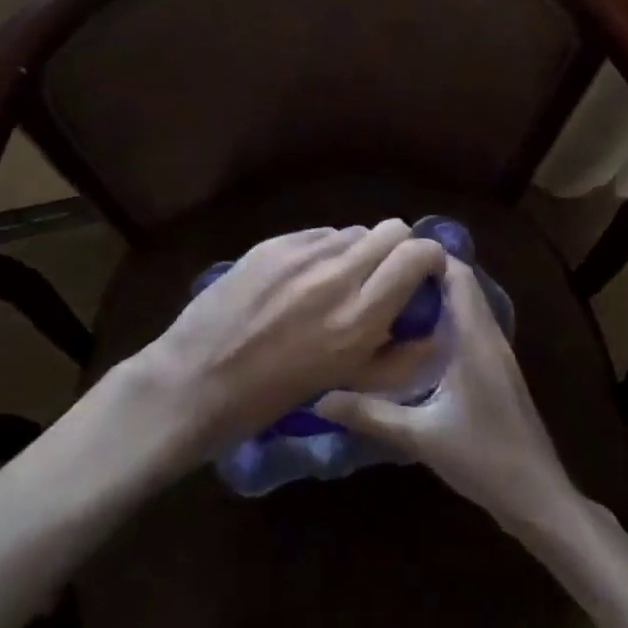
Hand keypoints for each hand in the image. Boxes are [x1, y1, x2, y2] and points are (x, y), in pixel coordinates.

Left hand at [140, 221, 445, 453]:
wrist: (195, 380)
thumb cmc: (272, 398)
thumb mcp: (346, 385)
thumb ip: (398, 357)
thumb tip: (432, 329)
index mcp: (360, 318)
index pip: (417, 254)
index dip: (429, 259)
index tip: (423, 275)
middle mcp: (336, 275)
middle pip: (391, 229)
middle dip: (398, 248)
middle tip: (384, 276)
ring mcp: (301, 253)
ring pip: (353, 231)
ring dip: (358, 252)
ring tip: (338, 282)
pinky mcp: (273, 243)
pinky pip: (318, 235)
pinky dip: (324, 251)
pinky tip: (303, 279)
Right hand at [315, 259, 577, 539]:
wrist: (538, 498)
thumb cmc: (483, 458)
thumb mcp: (420, 436)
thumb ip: (369, 414)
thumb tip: (319, 398)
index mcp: (475, 339)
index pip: (457, 275)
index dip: (427, 257)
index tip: (388, 254)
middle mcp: (490, 337)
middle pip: (462, 286)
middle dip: (425, 275)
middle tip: (380, 276)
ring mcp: (498, 354)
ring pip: (467, 306)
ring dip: (436, 297)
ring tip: (391, 300)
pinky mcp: (499, 371)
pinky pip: (471, 327)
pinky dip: (446, 319)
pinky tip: (416, 339)